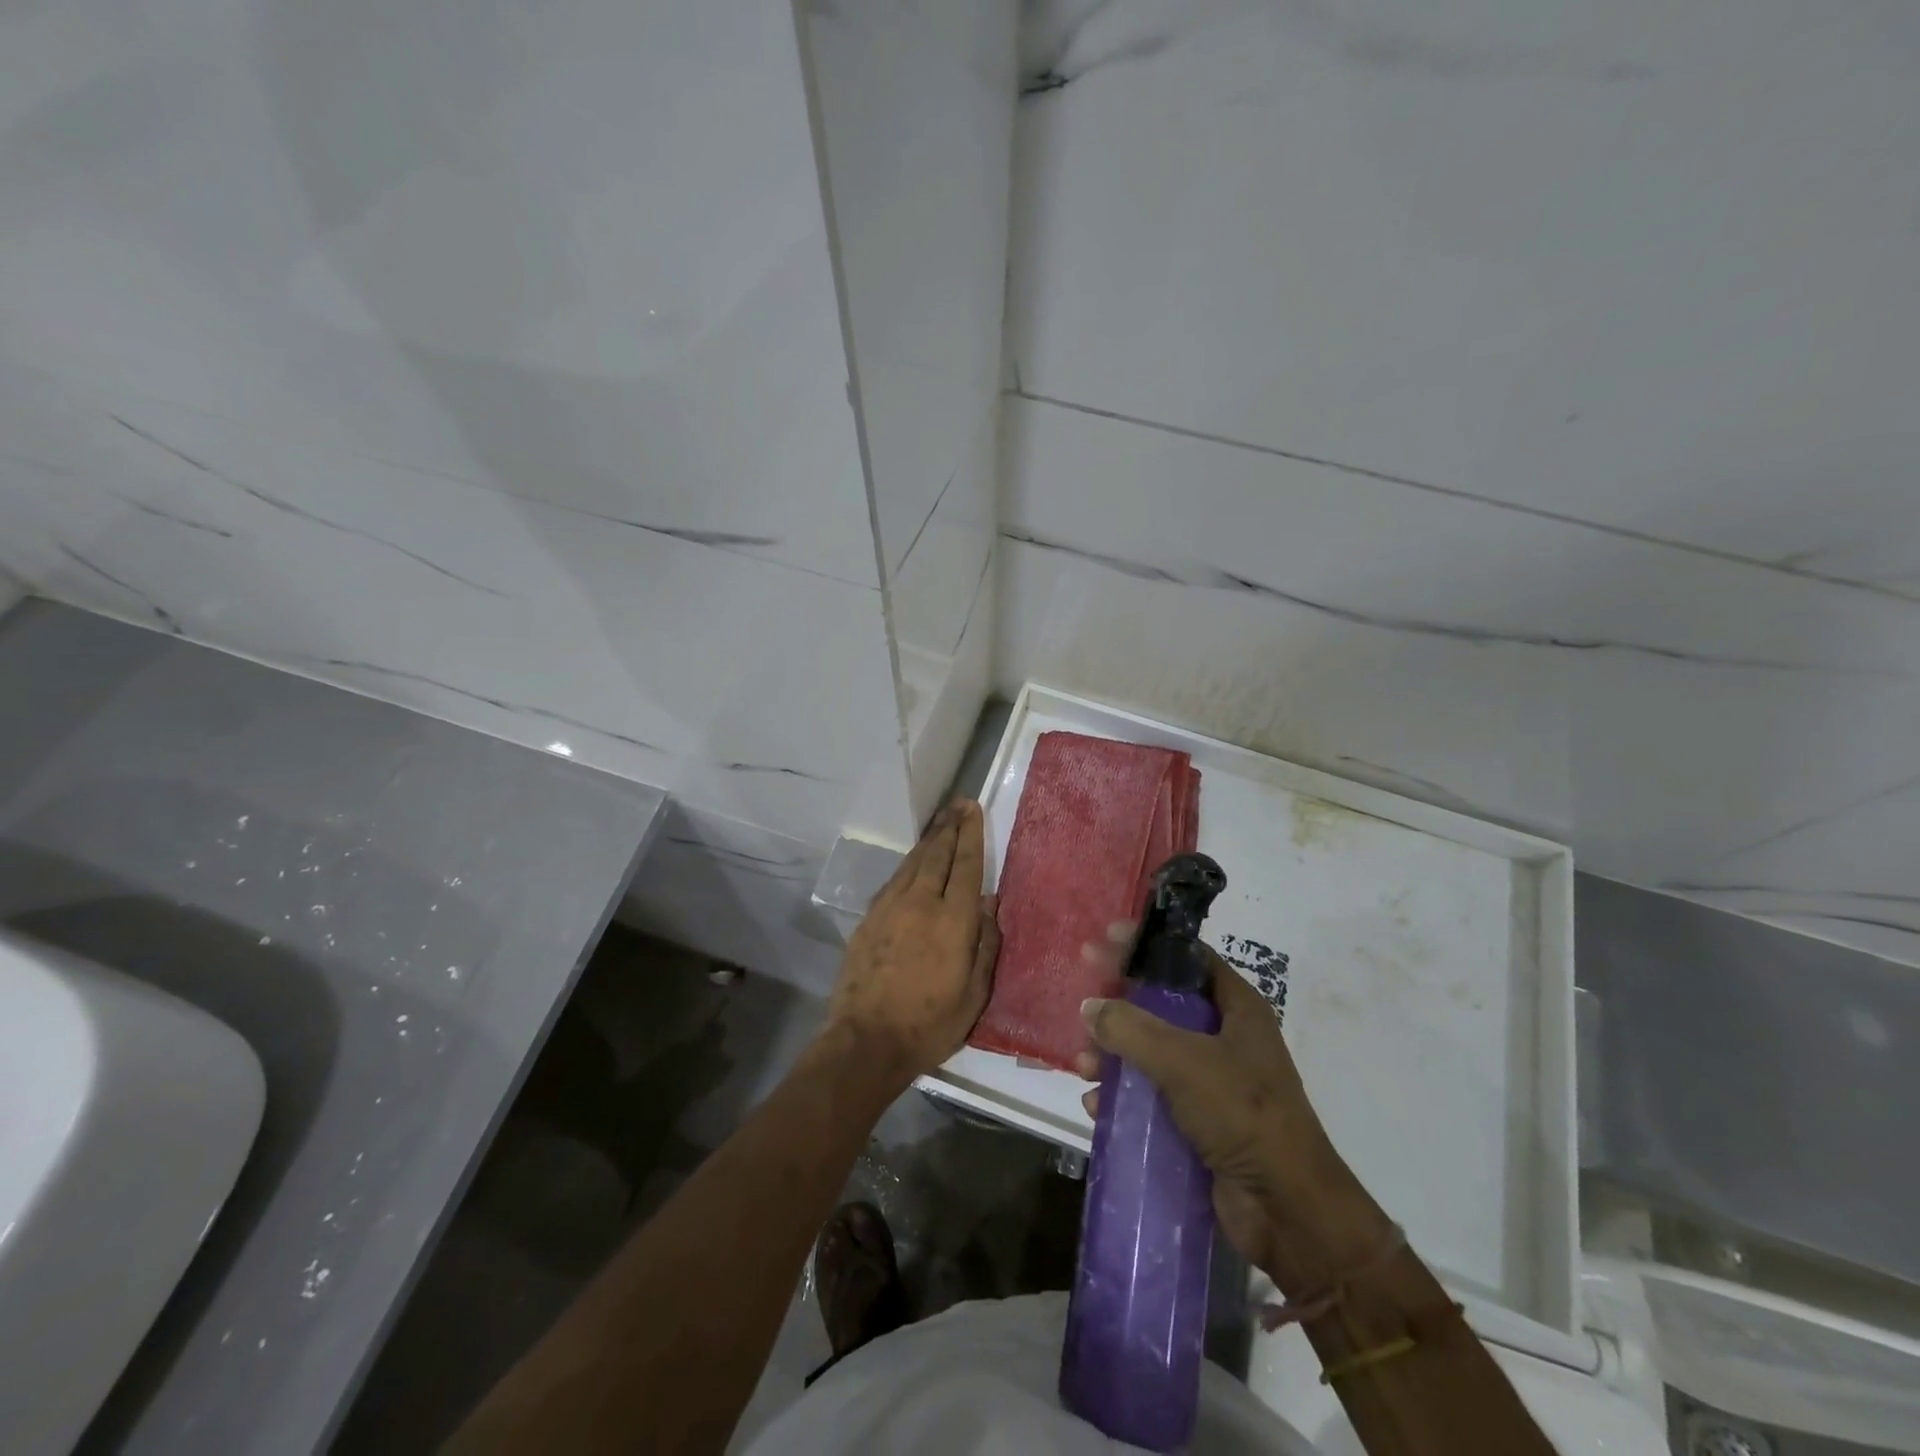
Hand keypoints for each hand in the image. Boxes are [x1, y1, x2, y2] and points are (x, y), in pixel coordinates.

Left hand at [827, 801, 998, 1086]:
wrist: (866, 1042)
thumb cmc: (930, 1024)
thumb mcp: (974, 994)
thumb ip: (985, 944)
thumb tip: (989, 903)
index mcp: (952, 920)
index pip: (965, 865)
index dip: (971, 835)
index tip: (974, 809)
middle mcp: (920, 903)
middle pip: (937, 854)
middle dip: (950, 826)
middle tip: (959, 804)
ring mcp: (890, 908)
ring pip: (912, 862)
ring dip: (928, 839)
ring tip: (940, 822)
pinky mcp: (869, 918)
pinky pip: (893, 880)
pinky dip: (908, 864)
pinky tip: (913, 861)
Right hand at [1077, 941, 1376, 1280]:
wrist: (1289, 1212)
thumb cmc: (1243, 1115)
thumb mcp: (1183, 1061)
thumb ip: (1131, 1028)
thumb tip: (1090, 1006)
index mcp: (1236, 1009)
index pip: (1187, 958)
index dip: (1147, 946)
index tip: (1106, 939)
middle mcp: (1225, 1037)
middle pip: (1162, 1004)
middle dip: (1119, 1005)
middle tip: (1081, 998)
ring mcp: (1212, 1081)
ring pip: (1151, 1051)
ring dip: (1114, 1054)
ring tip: (1083, 1065)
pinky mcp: (1199, 1120)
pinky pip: (1151, 1095)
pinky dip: (1123, 1095)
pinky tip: (1095, 1105)